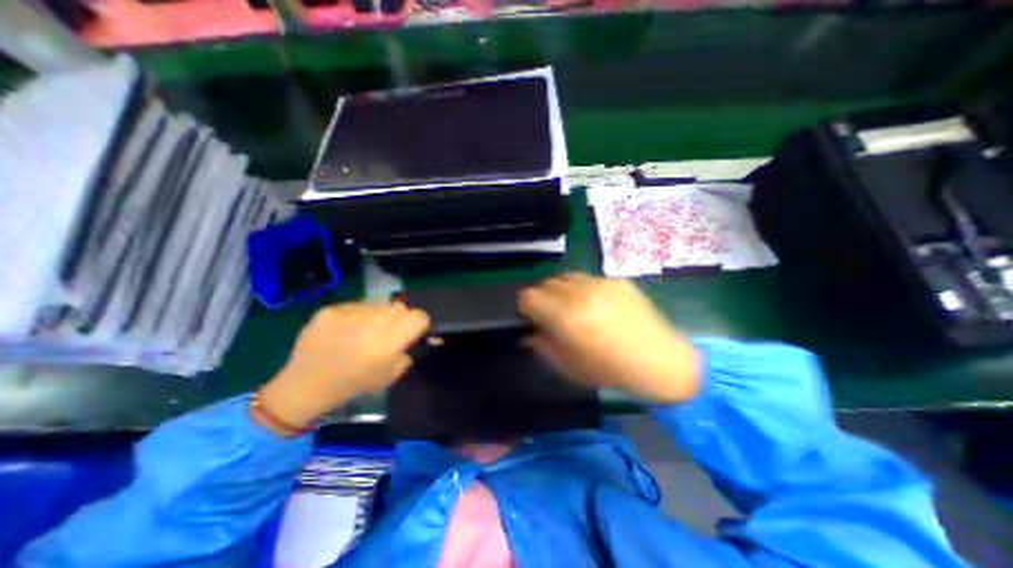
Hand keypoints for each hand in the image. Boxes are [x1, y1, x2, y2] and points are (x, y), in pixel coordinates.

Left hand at [255, 304, 428, 432]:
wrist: (305, 386)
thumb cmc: (354, 385)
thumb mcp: (391, 374)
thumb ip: (411, 352)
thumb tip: (429, 338)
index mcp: (389, 342)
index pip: (419, 316)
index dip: (419, 324)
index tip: (412, 333)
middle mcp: (372, 322)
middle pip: (401, 308)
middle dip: (400, 319)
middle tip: (388, 334)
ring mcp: (350, 313)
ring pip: (380, 304)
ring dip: (380, 315)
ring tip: (365, 331)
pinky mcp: (331, 309)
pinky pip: (357, 306)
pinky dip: (358, 316)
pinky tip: (347, 330)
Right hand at [517, 272, 700, 403]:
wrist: (660, 361)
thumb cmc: (611, 371)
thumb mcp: (570, 367)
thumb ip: (543, 347)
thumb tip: (529, 335)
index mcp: (565, 316)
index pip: (529, 296)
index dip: (526, 306)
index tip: (532, 317)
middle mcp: (580, 293)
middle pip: (546, 283)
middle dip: (543, 298)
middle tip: (552, 314)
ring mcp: (601, 283)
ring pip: (566, 276)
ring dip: (562, 290)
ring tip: (574, 306)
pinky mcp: (617, 280)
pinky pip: (589, 279)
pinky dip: (584, 289)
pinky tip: (597, 305)